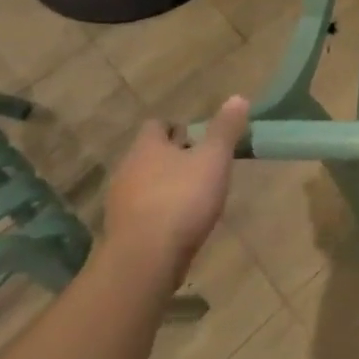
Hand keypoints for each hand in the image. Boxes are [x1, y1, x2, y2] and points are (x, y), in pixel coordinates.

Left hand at [99, 96, 248, 288]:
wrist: (144, 262)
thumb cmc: (181, 199)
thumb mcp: (213, 159)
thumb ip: (225, 129)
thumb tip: (238, 97)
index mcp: (146, 146)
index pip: (156, 125)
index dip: (177, 129)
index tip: (200, 139)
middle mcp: (127, 170)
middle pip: (150, 155)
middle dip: (173, 159)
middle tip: (202, 167)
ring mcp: (120, 204)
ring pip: (145, 185)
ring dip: (166, 187)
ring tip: (195, 198)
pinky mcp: (121, 233)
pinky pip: (142, 213)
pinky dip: (159, 214)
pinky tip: (179, 226)